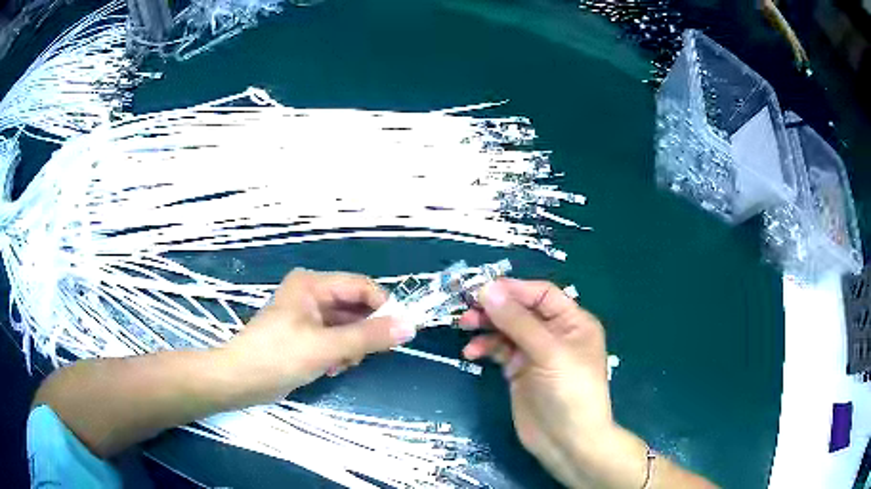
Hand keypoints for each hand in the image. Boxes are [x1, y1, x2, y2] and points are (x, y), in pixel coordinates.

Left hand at [220, 269, 415, 405]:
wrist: (242, 380)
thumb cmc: (279, 356)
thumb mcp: (326, 346)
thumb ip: (369, 337)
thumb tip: (410, 327)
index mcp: (312, 284)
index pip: (360, 286)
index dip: (383, 307)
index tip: (401, 331)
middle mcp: (311, 294)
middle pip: (354, 307)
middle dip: (363, 332)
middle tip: (366, 354)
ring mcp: (308, 315)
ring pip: (347, 326)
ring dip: (350, 347)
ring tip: (340, 364)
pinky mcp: (305, 335)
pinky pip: (335, 339)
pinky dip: (338, 353)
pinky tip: (330, 368)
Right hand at [460, 278, 646, 488]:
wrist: (567, 442)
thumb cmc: (569, 392)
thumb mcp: (549, 353)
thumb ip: (517, 321)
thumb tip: (487, 289)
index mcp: (572, 322)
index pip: (541, 295)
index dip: (513, 289)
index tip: (481, 289)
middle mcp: (554, 333)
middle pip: (521, 310)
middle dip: (495, 308)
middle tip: (466, 309)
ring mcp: (535, 353)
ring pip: (507, 329)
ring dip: (486, 326)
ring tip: (464, 327)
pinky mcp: (519, 371)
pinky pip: (499, 350)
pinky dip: (485, 348)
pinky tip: (471, 353)